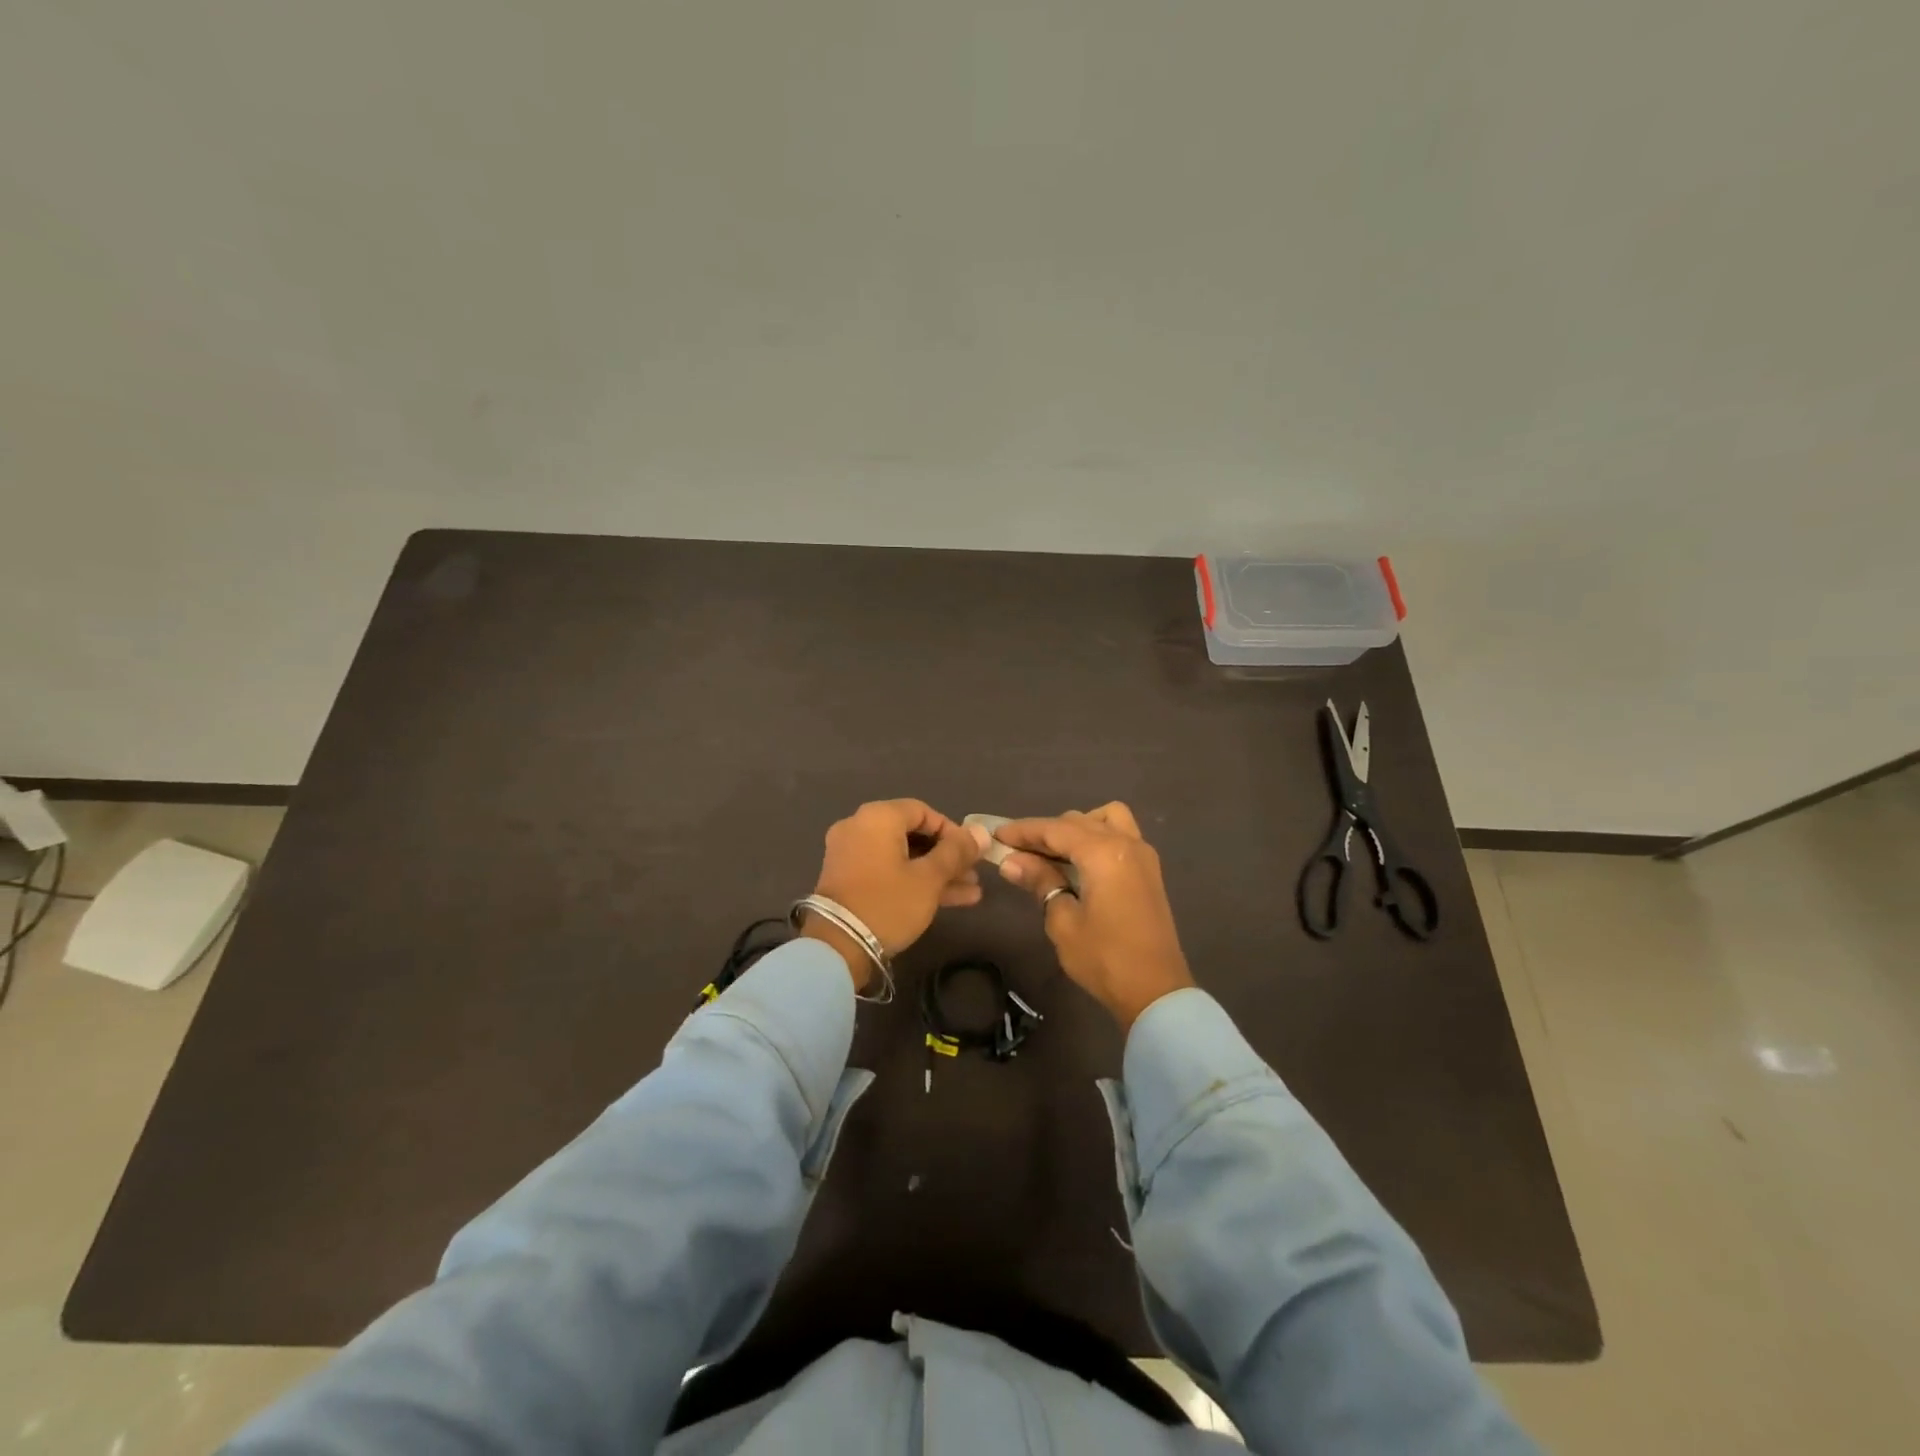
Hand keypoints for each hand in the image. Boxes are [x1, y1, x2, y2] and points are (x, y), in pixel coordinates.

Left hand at [803, 800, 985, 987]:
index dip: (953, 831)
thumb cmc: (888, 903)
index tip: (972, 854)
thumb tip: (980, 832)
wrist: (838, 947)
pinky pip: (887, 870)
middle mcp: (859, 827)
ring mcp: (850, 853)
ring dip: (935, 872)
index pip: (924, 811)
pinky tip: (948, 900)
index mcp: (878, 817)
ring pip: (902, 856)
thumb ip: (957, 852)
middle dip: (947, 857)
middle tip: (973, 875)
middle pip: (913, 834)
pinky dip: (912, 880)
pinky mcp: (848, 878)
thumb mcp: (929, 878)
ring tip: (970, 892)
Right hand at [994, 802, 1193, 1030]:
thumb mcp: (1063, 921)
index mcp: (1104, 853)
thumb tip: (1012, 862)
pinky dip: (1096, 838)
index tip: (996, 835)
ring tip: (1052, 854)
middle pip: (1078, 821)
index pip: (1055, 829)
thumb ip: (1040, 882)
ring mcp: (1142, 855)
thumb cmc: (1104, 958)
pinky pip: (1119, 836)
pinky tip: (1078, 863)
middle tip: (1016, 852)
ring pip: (1104, 820)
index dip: (1023, 831)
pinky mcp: (1149, 870)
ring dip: (1076, 829)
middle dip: (1045, 832)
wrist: (1156, 992)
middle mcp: (1126, 843)